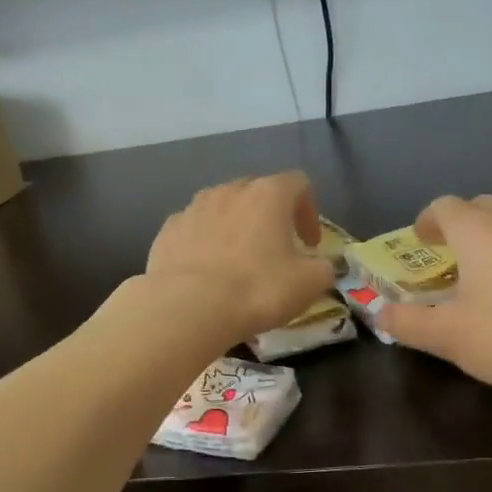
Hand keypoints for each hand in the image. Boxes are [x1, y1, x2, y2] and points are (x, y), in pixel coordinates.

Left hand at [144, 172, 336, 343]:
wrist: (189, 307)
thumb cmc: (258, 289)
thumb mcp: (309, 283)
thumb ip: (324, 268)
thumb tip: (323, 266)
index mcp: (268, 194)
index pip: (299, 183)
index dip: (309, 210)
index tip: (310, 244)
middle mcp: (230, 190)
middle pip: (257, 191)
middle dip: (270, 216)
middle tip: (277, 249)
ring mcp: (194, 207)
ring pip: (222, 207)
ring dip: (235, 227)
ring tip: (238, 261)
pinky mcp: (168, 230)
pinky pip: (194, 228)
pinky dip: (204, 242)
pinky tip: (206, 271)